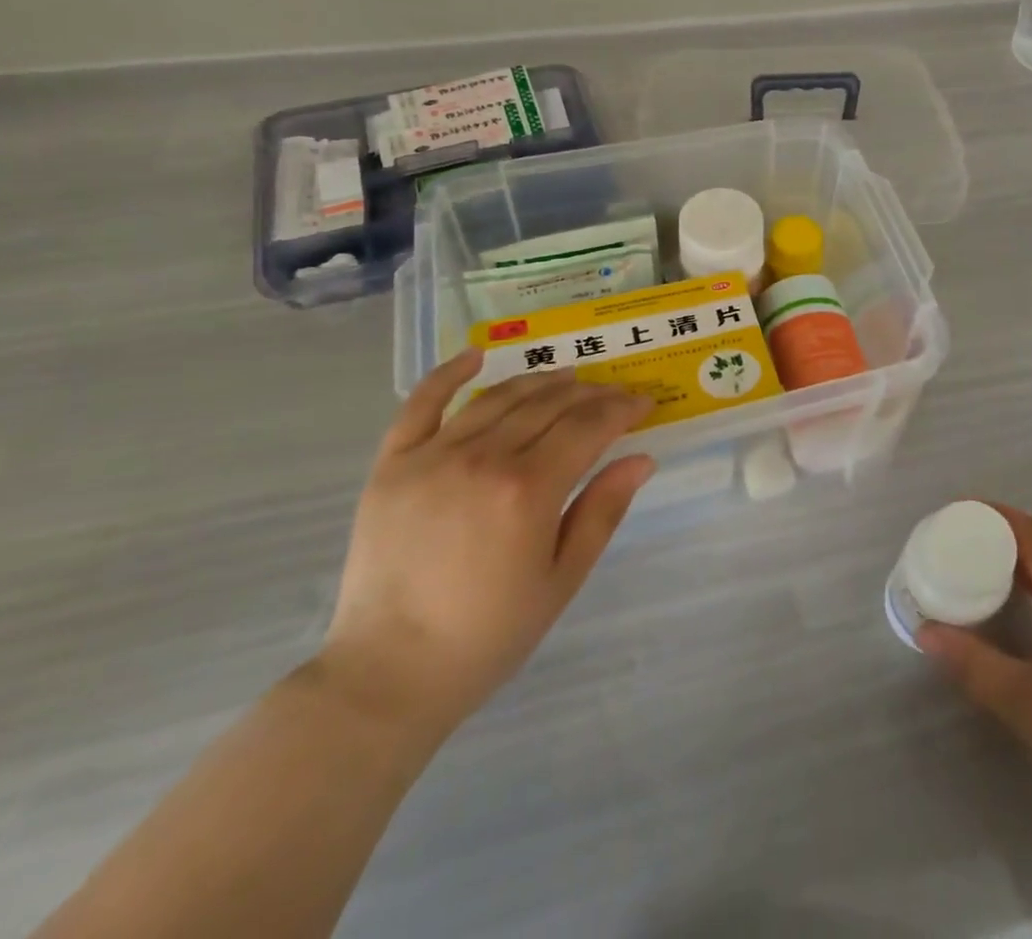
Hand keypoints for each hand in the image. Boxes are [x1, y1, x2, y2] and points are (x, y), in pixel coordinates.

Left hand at [317, 350, 653, 737]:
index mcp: (528, 490)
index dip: (622, 408)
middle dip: (590, 394)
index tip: (643, 403)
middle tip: (612, 395)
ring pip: (499, 398)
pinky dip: (449, 374)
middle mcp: (482, 458)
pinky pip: (421, 405)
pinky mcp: (391, 465)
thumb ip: (603, 511)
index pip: (588, 426)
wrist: (388, 675)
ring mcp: (432, 456)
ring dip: (540, 382)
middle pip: (549, 404)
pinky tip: (476, 356)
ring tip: (566, 378)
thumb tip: (642, 458)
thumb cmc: (488, 635)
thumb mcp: (562, 579)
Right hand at [918, 504, 1031, 816]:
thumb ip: (970, 661)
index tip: (963, 509)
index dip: (1001, 515)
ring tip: (972, 565)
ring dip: (1013, 563)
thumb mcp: (1019, 697)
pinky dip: (1024, 590)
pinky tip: (1002, 609)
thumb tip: (924, 631)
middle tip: (959, 536)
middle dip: (1002, 535)